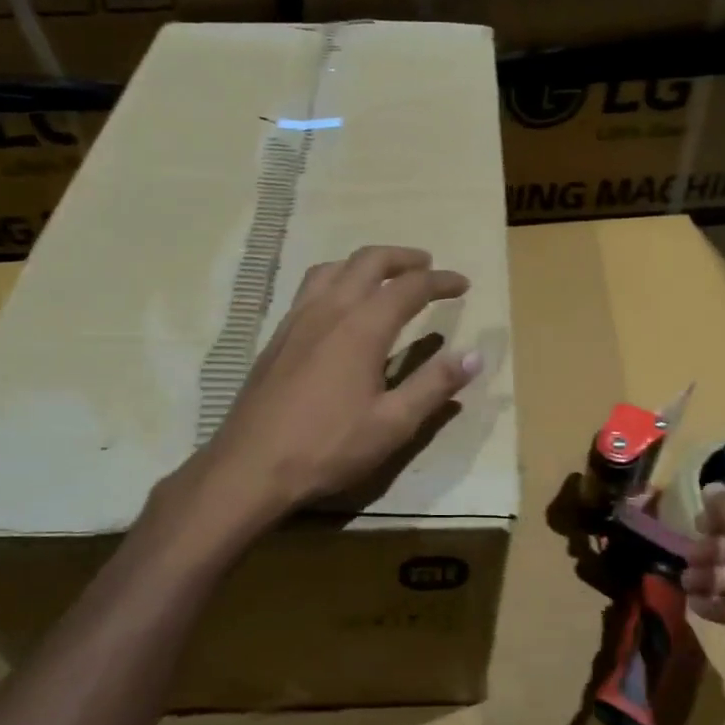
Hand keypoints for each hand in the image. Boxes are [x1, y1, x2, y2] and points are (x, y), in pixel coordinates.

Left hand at [192, 245, 481, 516]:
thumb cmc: (327, 447)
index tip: (463, 284)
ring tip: (384, 277)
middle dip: (402, 258)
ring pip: (333, 268)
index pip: (409, 287)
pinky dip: (337, 279)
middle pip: (368, 262)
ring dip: (365, 263)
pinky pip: (311, 288)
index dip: (440, 281)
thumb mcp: (393, 424)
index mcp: (361, 327)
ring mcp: (297, 320)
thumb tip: (475, 355)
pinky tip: (339, 307)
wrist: (250, 467)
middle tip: (427, 265)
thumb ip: (434, 385)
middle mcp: (329, 310)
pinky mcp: (278, 336)